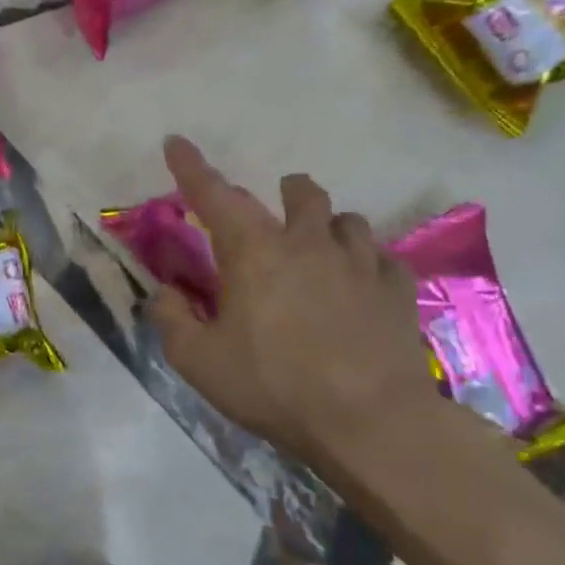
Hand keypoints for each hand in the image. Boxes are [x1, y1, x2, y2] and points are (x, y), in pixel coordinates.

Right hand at [148, 136, 443, 474]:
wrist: (371, 423)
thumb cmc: (272, 385)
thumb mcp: (196, 359)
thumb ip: (171, 318)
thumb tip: (167, 292)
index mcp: (253, 253)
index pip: (215, 195)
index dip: (191, 167)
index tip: (176, 142)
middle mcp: (308, 244)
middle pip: (300, 193)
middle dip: (282, 192)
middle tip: (268, 214)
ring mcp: (359, 264)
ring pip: (346, 219)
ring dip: (326, 224)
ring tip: (316, 246)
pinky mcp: (397, 291)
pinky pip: (382, 257)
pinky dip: (364, 259)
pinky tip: (358, 280)